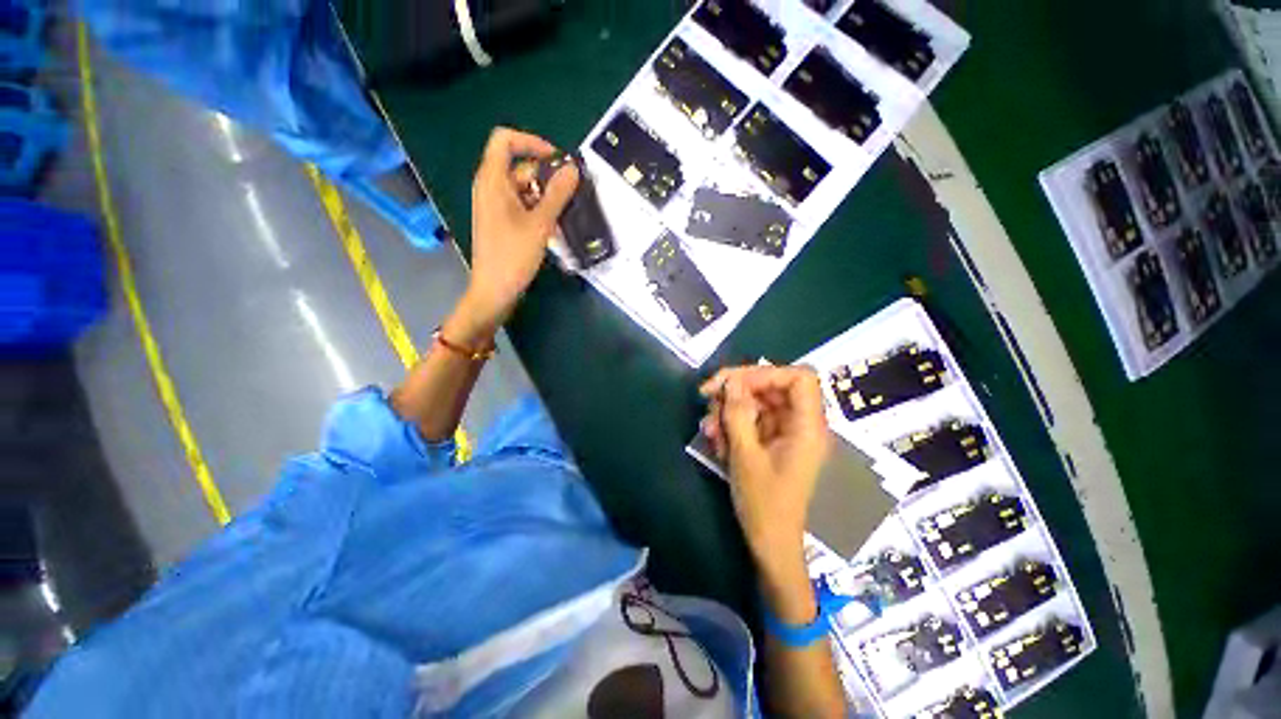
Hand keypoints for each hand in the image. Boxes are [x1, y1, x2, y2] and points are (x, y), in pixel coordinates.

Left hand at [463, 127, 578, 330]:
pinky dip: (538, 210)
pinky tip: (554, 227)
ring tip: (566, 214)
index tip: (557, 160)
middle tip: (571, 194)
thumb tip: (573, 169)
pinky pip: (522, 205)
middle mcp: (490, 187)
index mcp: (492, 180)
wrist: (495, 290)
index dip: (531, 142)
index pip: (505, 140)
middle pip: (520, 167)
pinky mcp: (501, 221)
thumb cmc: (513, 255)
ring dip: (546, 197)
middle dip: (546, 177)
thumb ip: (557, 194)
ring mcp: (495, 205)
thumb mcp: (540, 224)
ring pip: (524, 189)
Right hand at [699, 366, 829, 574]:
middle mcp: (800, 423)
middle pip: (771, 386)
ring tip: (709, 430)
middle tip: (707, 397)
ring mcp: (785, 432)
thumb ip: (738, 414)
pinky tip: (716, 440)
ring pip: (756, 402)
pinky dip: (731, 424)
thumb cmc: (763, 504)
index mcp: (807, 427)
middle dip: (736, 390)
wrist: (769, 544)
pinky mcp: (772, 440)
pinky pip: (751, 419)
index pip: (799, 378)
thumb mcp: (745, 456)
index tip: (734, 383)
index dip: (766, 373)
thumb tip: (731, 381)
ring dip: (728, 410)